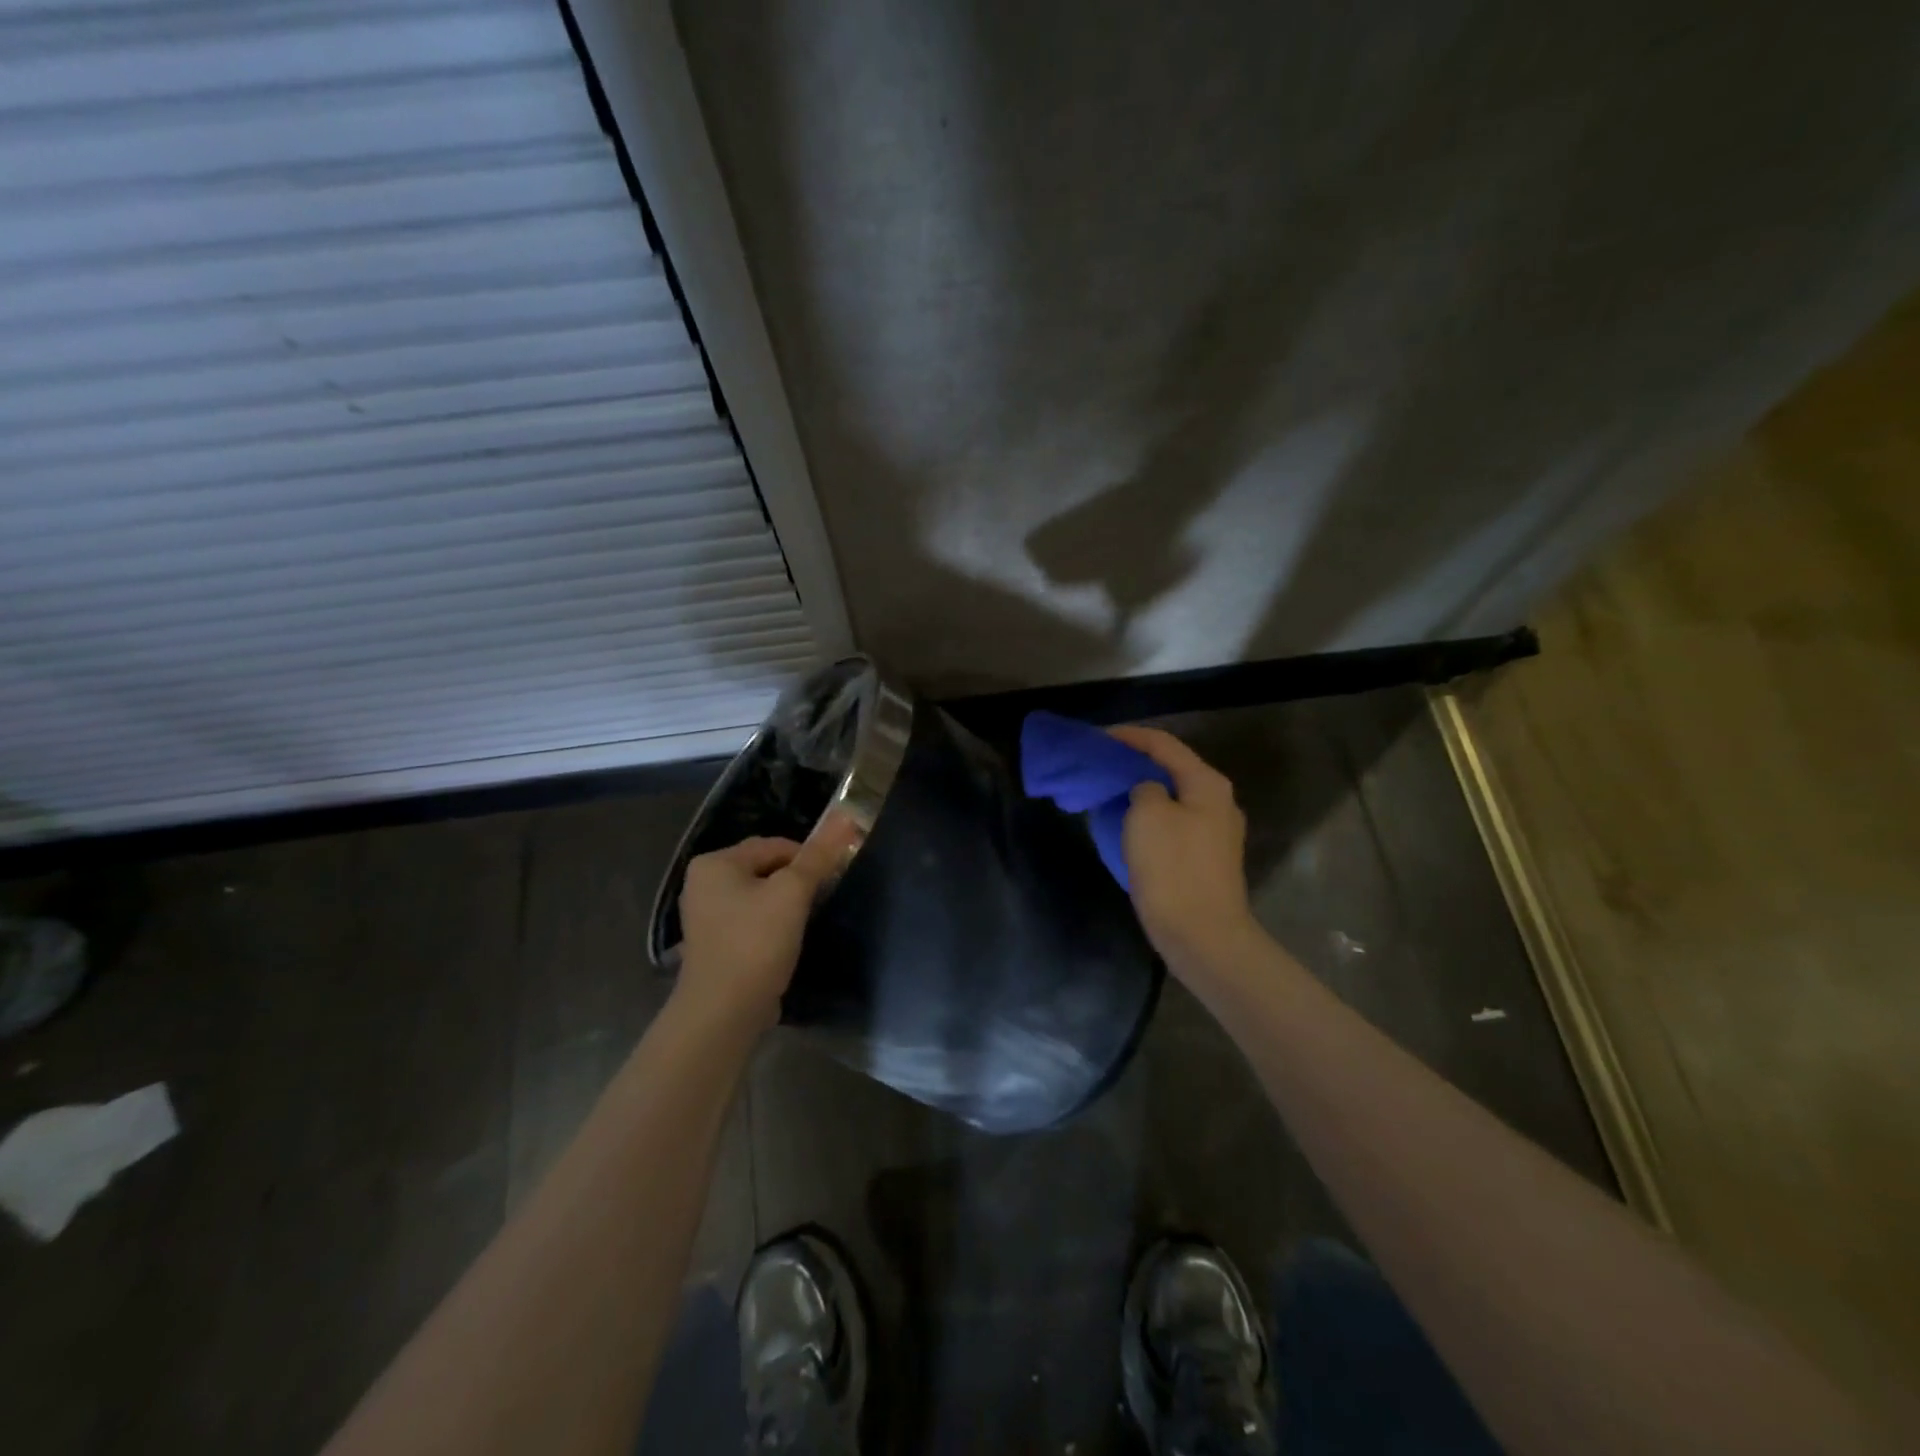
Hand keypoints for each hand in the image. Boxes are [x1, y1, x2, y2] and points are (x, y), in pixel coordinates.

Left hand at [674, 819, 855, 1029]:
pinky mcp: (713, 944)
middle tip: (820, 902)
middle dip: (796, 882)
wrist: (722, 1014)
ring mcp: (704, 916)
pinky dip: (769, 926)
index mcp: (715, 863)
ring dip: (784, 906)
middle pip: (765, 869)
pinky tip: (784, 944)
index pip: (774, 845)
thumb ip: (818, 855)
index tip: (829, 881)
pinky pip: (749, 921)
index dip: (808, 859)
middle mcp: (703, 883)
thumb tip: (847, 815)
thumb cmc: (755, 943)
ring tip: (804, 925)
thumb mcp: (792, 893)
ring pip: (759, 896)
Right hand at [1108, 726, 1261, 975]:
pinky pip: (1172, 825)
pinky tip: (1126, 826)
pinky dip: (1147, 818)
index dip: (1128, 736)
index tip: (1096, 738)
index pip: (1163, 744)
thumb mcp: (1147, 814)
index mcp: (1206, 784)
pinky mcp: (1206, 859)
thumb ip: (1142, 787)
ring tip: (1107, 793)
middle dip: (1133, 764)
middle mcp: (1218, 802)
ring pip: (1170, 798)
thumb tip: (1145, 791)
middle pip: (1170, 769)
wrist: (1202, 935)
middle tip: (1098, 766)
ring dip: (1139, 792)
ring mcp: (1215, 832)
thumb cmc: (1172, 868)